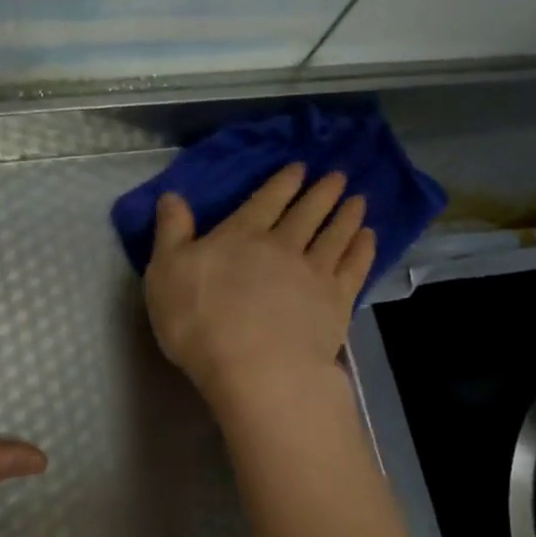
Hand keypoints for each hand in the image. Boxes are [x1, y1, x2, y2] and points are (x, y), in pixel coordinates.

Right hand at [144, 164, 375, 417]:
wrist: (256, 368)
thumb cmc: (200, 322)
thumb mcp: (165, 273)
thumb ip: (171, 232)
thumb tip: (171, 195)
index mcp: (241, 235)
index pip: (265, 200)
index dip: (283, 182)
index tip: (300, 168)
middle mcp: (283, 245)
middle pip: (307, 212)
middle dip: (322, 192)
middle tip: (338, 176)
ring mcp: (314, 273)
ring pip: (335, 235)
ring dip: (347, 216)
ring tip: (359, 200)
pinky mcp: (337, 302)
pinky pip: (354, 267)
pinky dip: (363, 249)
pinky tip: (369, 239)